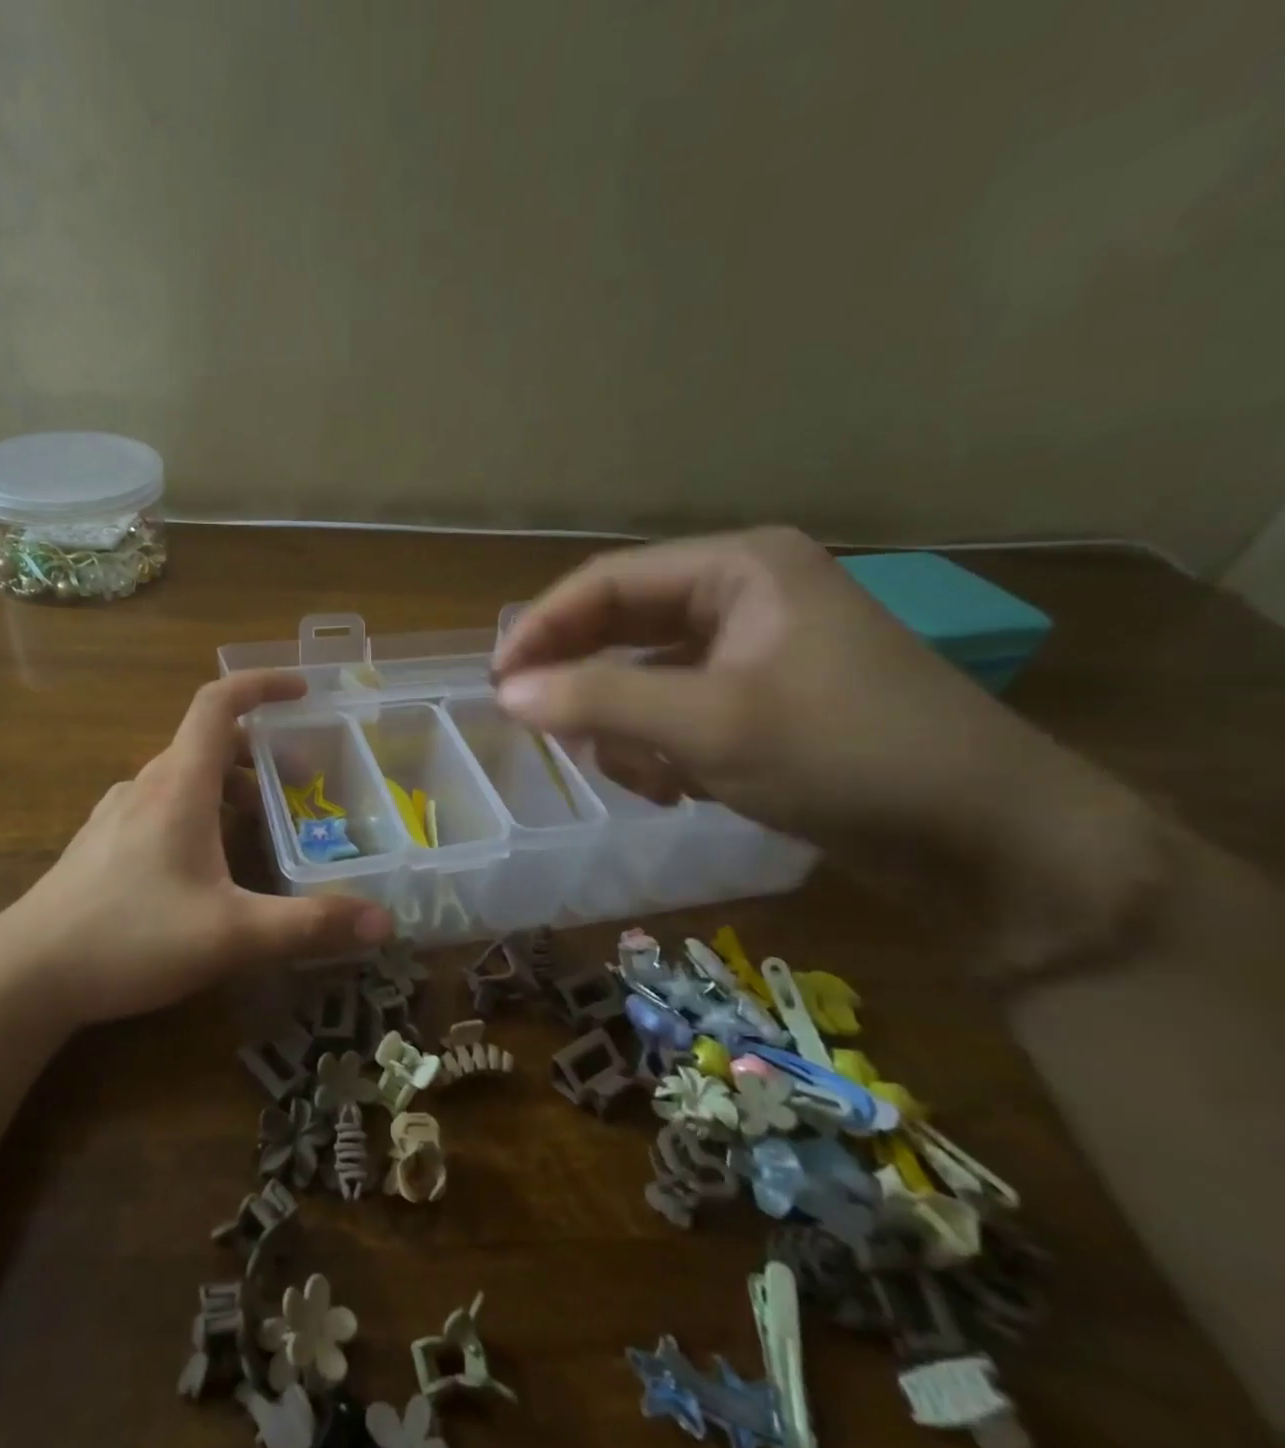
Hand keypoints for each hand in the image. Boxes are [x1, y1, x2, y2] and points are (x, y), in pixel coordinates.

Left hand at [0, 670, 393, 1027]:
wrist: (27, 973)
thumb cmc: (131, 937)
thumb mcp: (232, 934)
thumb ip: (309, 926)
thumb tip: (383, 923)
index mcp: (178, 784)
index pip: (218, 703)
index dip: (261, 684)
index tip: (301, 690)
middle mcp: (146, 785)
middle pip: (208, 742)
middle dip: (260, 753)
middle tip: (301, 785)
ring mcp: (117, 812)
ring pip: (183, 777)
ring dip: (229, 786)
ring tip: (261, 827)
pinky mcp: (102, 841)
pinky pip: (161, 804)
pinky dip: (198, 810)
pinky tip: (206, 863)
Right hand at [491, 527, 1129, 869]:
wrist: (987, 841)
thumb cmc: (848, 757)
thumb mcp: (709, 724)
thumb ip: (598, 700)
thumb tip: (507, 694)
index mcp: (738, 568)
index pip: (607, 582)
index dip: (543, 629)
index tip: (497, 684)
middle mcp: (744, 596)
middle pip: (624, 628)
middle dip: (587, 685)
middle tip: (547, 732)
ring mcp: (756, 651)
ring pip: (646, 677)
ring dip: (627, 727)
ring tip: (644, 777)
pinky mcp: (764, 701)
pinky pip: (679, 711)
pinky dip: (662, 748)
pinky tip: (678, 788)